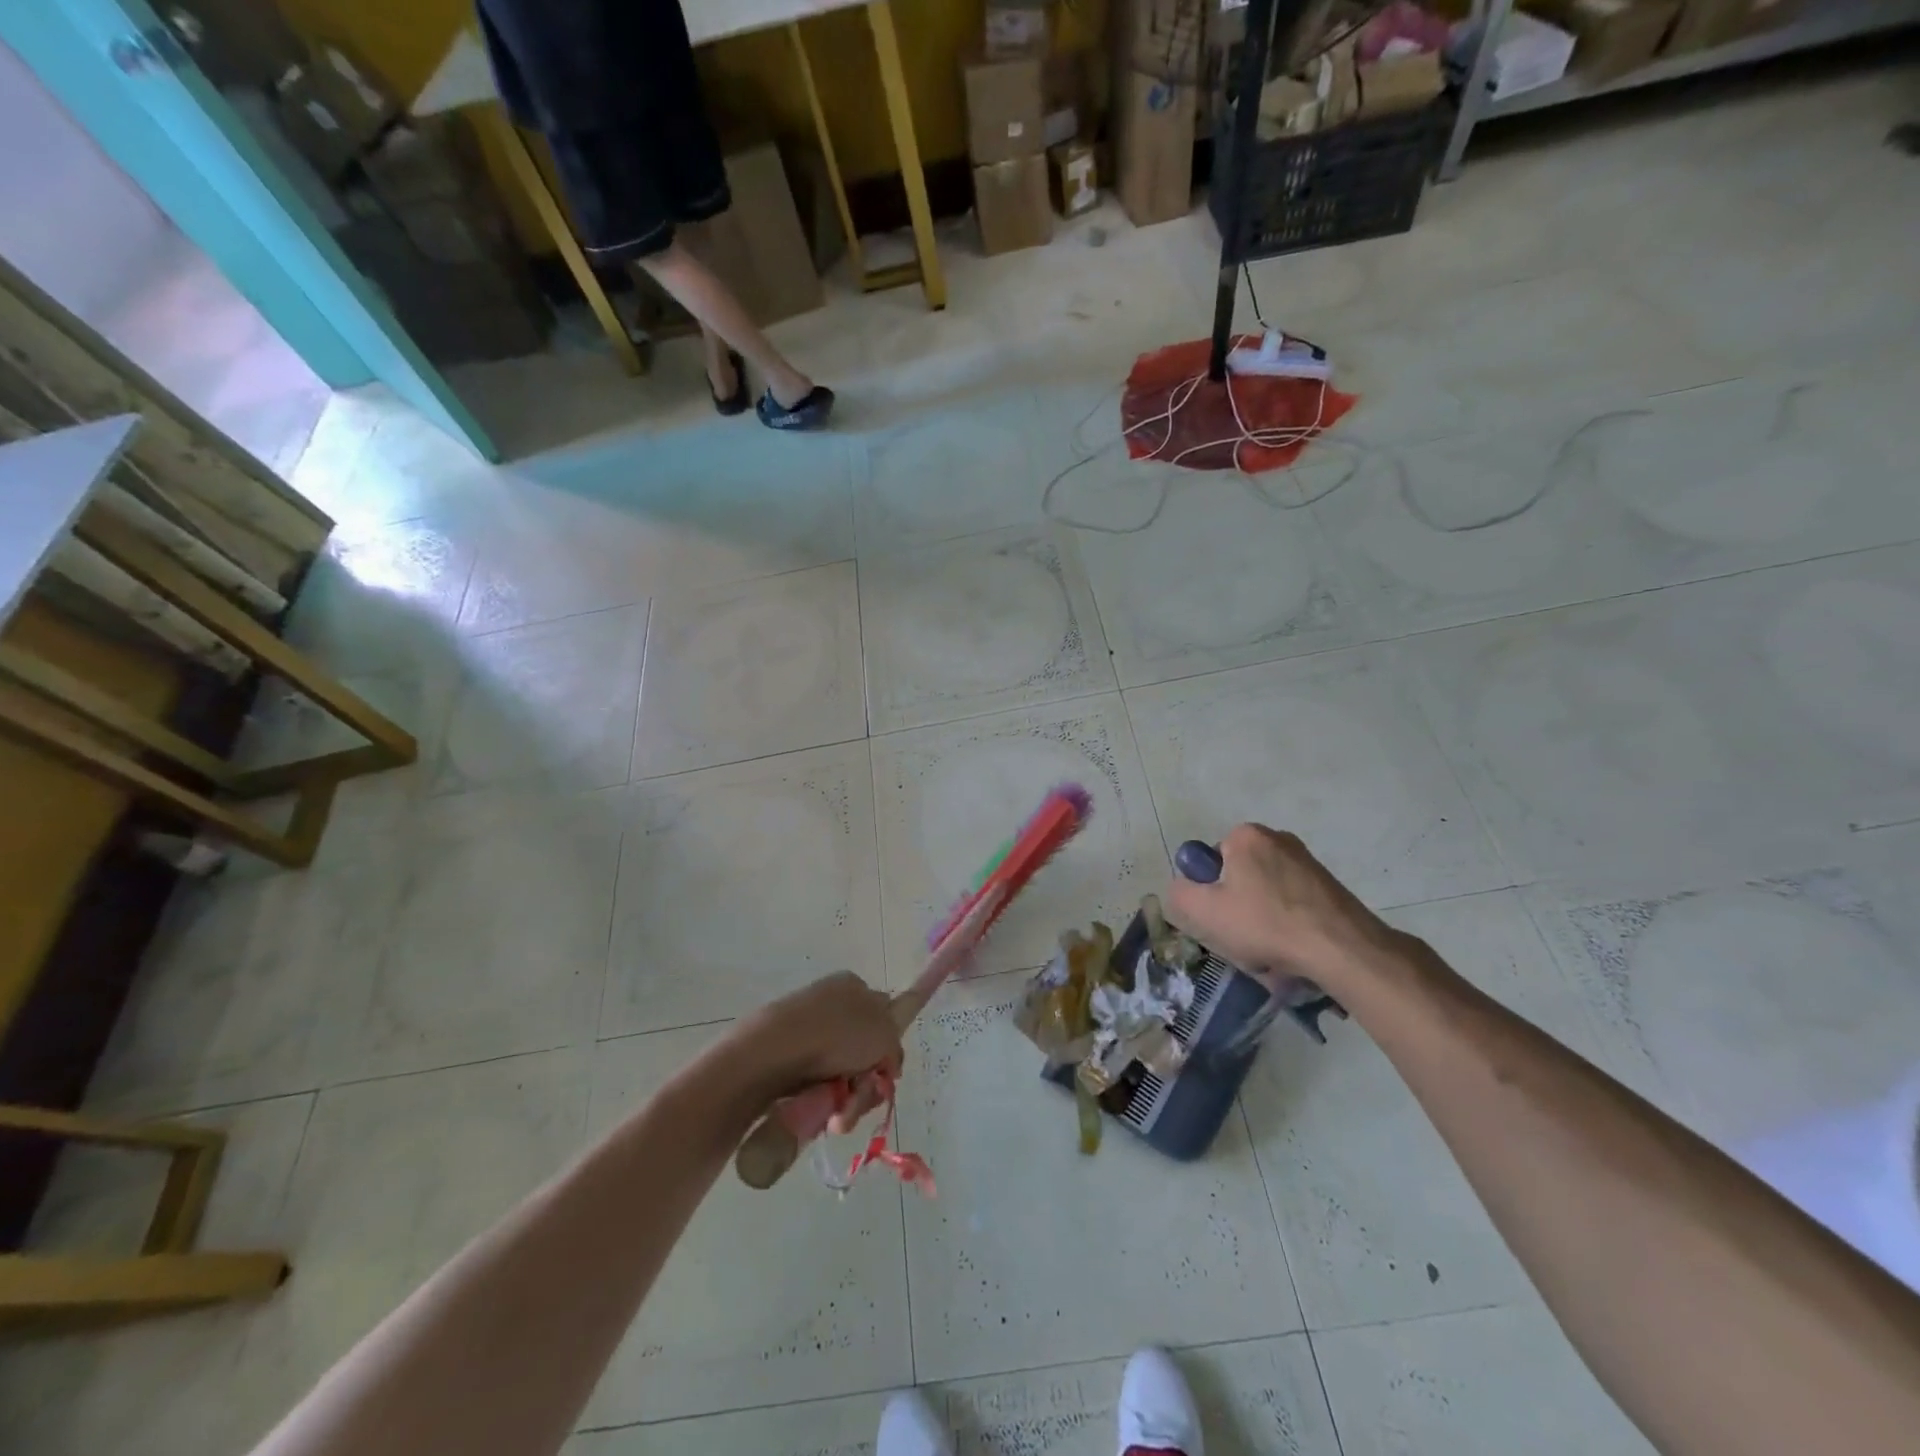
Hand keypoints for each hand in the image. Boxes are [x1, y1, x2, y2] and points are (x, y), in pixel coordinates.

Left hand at [731, 972, 903, 1128]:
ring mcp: (808, 1033)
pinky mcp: (787, 1059)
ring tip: (841, 1115)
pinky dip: (825, 1104)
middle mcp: (831, 1006)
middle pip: (864, 1053)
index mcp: (854, 987)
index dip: (887, 1047)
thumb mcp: (885, 1032)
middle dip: (868, 1084)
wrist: (775, 1050)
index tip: (887, 1073)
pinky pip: (817, 1086)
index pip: (883, 1016)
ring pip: (842, 1075)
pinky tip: (825, 1116)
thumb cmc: (838, 1033)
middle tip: (863, 1095)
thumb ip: (894, 1045)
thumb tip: (887, 1062)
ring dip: (849, 1101)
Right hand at [1164, 824, 1399, 991]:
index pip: (1211, 861)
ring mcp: (1308, 862)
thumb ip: (1180, 893)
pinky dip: (1288, 927)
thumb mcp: (1203, 911)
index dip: (1211, 892)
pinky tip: (1293, 951)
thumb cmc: (1265, 923)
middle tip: (1242, 939)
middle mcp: (1278, 838)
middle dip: (1237, 908)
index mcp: (1246, 836)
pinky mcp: (1330, 886)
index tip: (1221, 918)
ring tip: (1270, 952)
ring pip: (1267, 895)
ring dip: (1263, 921)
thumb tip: (1184, 888)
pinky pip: (1293, 906)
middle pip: (1240, 878)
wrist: (1342, 949)